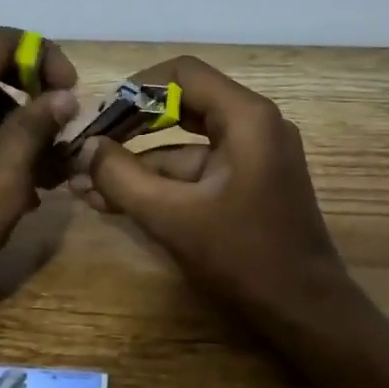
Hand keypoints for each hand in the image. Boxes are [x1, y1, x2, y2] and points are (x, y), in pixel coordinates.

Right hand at [68, 57, 354, 319]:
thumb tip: (83, 148)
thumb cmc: (243, 258)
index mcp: (247, 118)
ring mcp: (252, 157)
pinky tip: (115, 202)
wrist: (305, 314)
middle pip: (181, 105)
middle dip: (130, 127)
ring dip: (137, 164)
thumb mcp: (171, 216)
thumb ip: (120, 176)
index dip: (134, 88)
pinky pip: (195, 172)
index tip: (98, 114)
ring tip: (86, 185)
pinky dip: (159, 185)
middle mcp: (254, 126)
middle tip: (87, 146)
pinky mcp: (246, 186)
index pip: (182, 74)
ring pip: (183, 146)